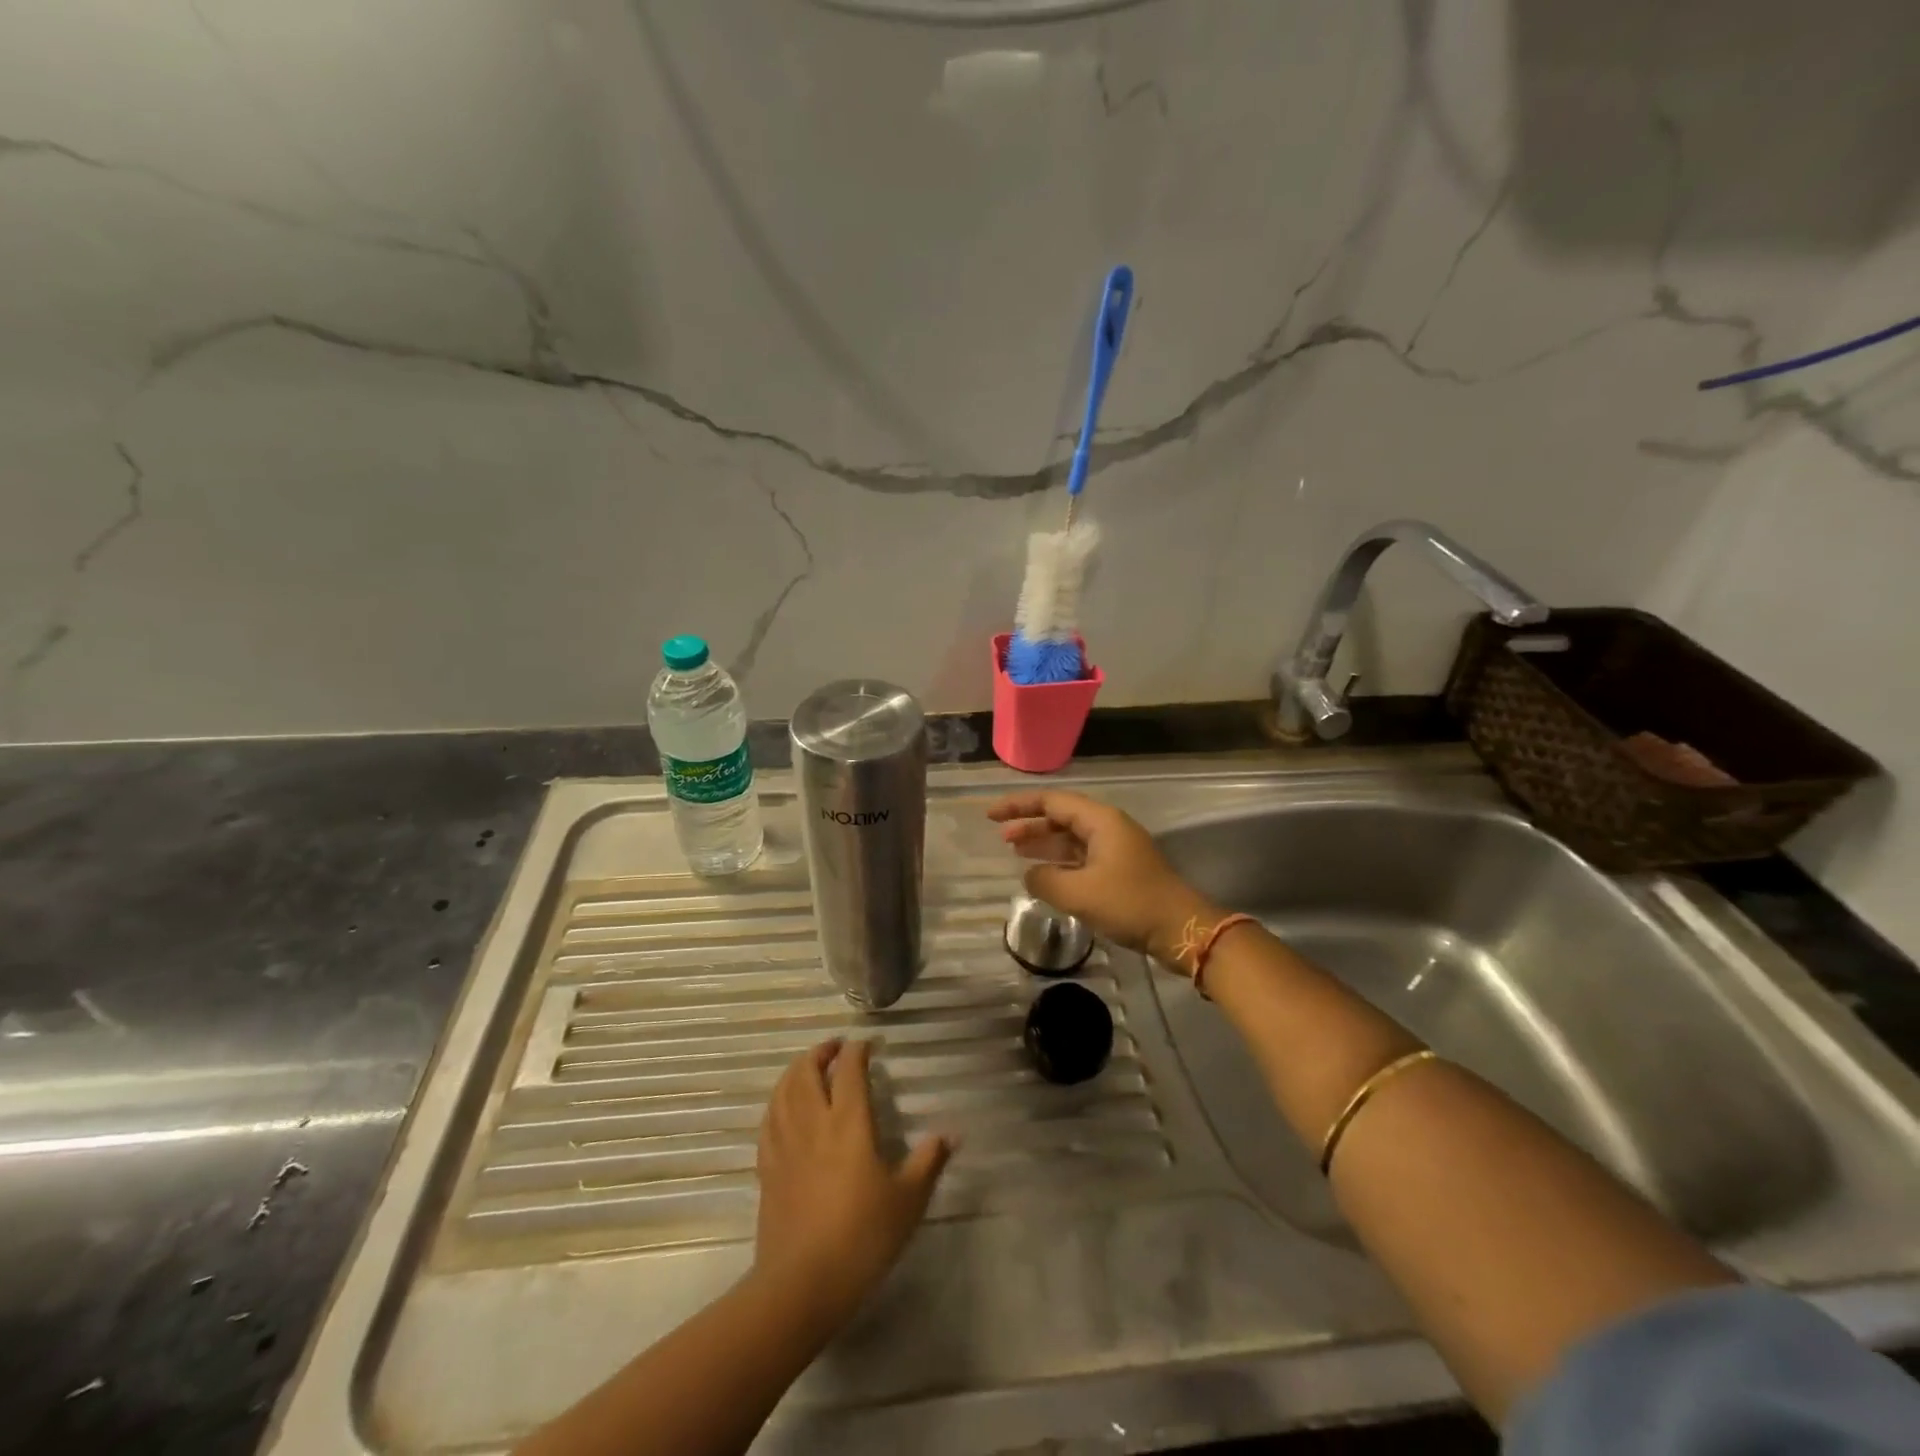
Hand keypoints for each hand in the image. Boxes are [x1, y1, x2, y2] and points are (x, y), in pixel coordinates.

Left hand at [754, 1039, 951, 1331]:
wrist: (802, 1285)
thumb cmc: (862, 1238)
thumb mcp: (907, 1201)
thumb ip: (928, 1162)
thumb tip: (951, 1134)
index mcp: (848, 1123)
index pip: (849, 1071)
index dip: (857, 1051)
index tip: (867, 1043)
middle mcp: (813, 1123)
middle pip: (806, 1072)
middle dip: (820, 1052)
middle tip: (835, 1047)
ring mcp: (785, 1145)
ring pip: (783, 1092)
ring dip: (795, 1071)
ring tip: (807, 1068)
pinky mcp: (767, 1170)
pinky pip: (768, 1122)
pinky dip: (776, 1103)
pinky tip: (782, 1108)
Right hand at [986, 790, 1218, 961]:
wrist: (1182, 930)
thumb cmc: (1131, 903)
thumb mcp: (1080, 893)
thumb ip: (1045, 880)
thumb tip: (1029, 874)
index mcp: (1101, 821)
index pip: (1052, 802)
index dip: (1019, 806)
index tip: (991, 815)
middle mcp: (1108, 828)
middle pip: (1062, 817)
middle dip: (1030, 824)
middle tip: (1001, 837)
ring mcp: (1116, 850)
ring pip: (1071, 838)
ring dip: (1044, 844)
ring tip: (1015, 852)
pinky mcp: (1120, 871)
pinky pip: (1081, 857)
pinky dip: (1059, 862)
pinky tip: (1043, 875)